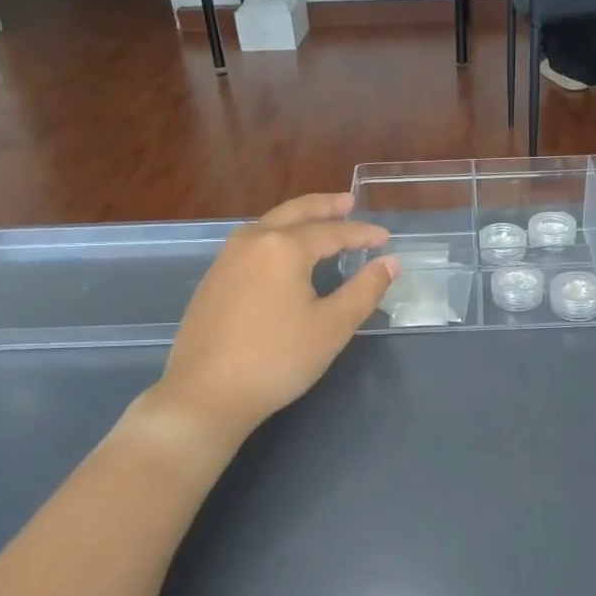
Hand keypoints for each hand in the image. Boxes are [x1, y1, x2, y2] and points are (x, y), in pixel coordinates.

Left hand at [154, 193, 398, 444]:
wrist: (206, 394)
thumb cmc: (277, 359)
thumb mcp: (332, 326)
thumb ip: (364, 290)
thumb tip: (390, 263)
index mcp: (283, 247)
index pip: (332, 232)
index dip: (362, 234)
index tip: (385, 238)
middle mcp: (252, 241)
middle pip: (294, 213)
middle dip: (324, 207)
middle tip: (349, 201)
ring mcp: (226, 259)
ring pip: (269, 225)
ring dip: (298, 219)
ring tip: (319, 221)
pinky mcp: (213, 280)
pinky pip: (252, 243)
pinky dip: (277, 237)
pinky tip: (283, 253)